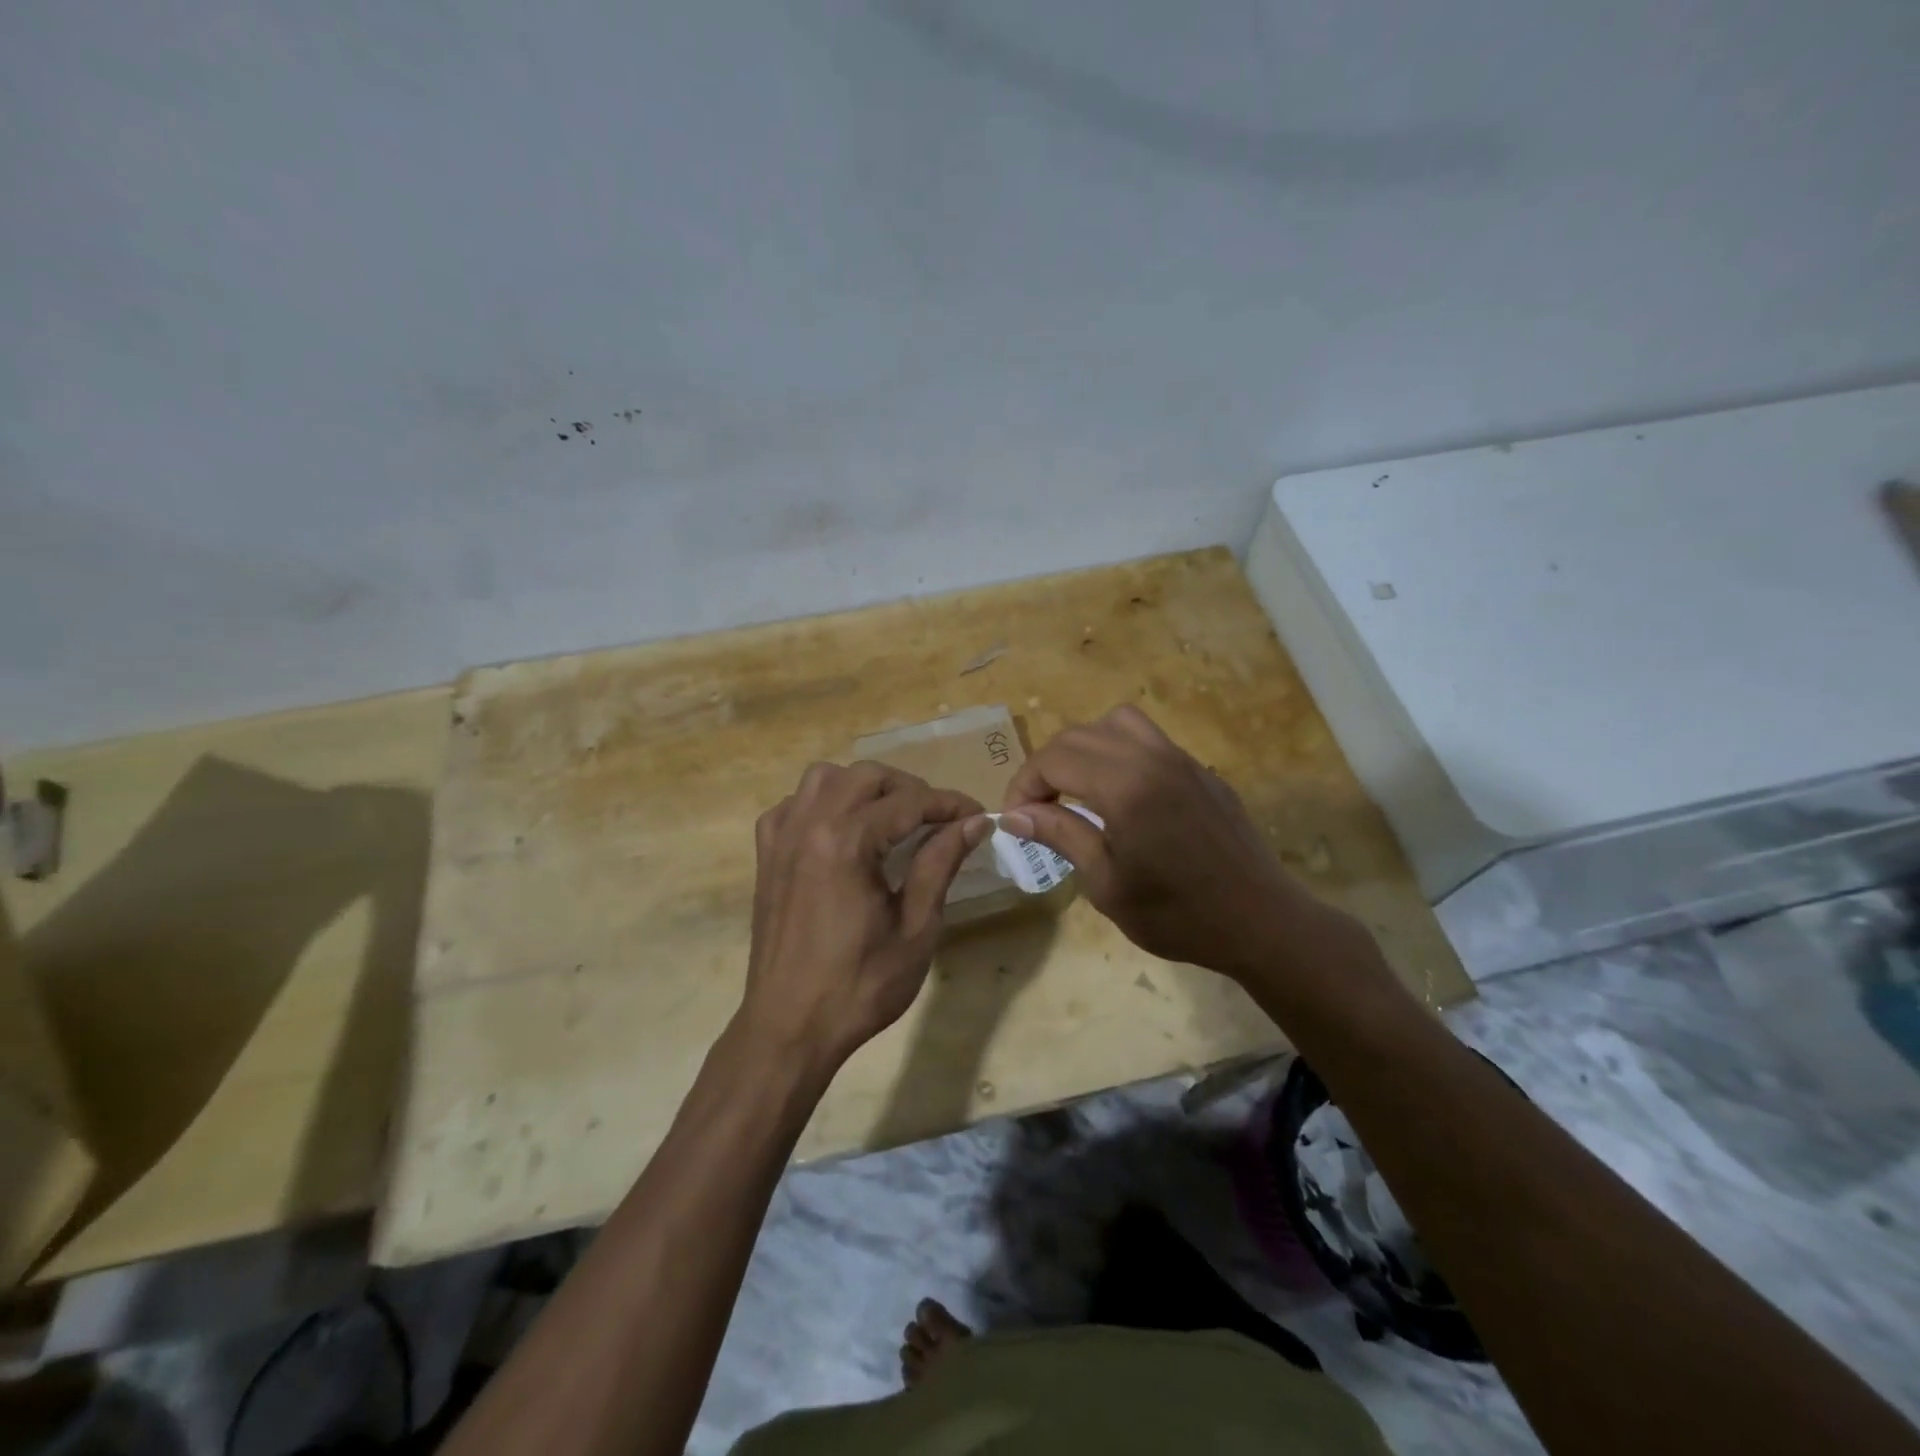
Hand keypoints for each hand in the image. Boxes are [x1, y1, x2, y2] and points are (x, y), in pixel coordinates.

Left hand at [741, 761, 989, 1070]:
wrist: (789, 1027)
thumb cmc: (860, 985)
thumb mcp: (915, 928)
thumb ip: (941, 864)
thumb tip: (973, 823)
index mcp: (846, 843)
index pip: (909, 802)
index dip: (949, 804)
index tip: (978, 815)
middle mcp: (808, 825)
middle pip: (867, 776)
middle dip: (910, 789)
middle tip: (940, 819)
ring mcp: (781, 837)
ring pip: (824, 778)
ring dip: (863, 787)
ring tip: (890, 817)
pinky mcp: (766, 855)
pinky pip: (793, 804)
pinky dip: (822, 803)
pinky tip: (841, 830)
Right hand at [1000, 705, 1343, 980]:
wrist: (1261, 923)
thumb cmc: (1178, 915)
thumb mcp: (1106, 884)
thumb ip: (1061, 836)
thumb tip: (1015, 814)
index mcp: (1125, 787)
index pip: (1054, 760)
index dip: (1024, 785)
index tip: (1015, 820)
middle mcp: (1152, 758)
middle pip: (1079, 735)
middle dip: (1047, 766)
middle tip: (1037, 808)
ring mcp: (1181, 759)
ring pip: (1117, 723)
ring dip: (1085, 748)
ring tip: (1078, 789)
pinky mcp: (1201, 771)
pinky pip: (1150, 740)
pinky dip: (1120, 752)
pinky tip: (1122, 796)